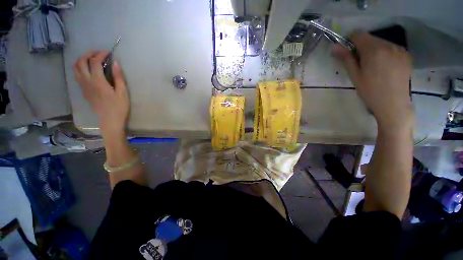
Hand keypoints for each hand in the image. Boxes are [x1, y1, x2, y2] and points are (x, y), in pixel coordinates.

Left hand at [73, 51, 129, 136]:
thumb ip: (118, 77)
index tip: (108, 52)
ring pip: (76, 68)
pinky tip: (89, 70)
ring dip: (82, 60)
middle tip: (98, 53)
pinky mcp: (83, 91)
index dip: (101, 54)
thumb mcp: (122, 93)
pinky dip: (81, 68)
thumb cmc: (119, 107)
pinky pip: (77, 75)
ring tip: (92, 59)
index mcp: (98, 82)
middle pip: (81, 62)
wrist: (109, 120)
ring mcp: (83, 86)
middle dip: (89, 54)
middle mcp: (87, 82)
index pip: (95, 62)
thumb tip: (115, 63)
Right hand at [333, 32, 413, 130]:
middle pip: (370, 38)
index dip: (350, 40)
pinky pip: (391, 47)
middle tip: (360, 63)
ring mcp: (399, 49)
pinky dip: (384, 53)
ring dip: (374, 50)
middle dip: (362, 47)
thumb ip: (346, 58)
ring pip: (381, 42)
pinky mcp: (406, 54)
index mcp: (374, 50)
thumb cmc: (370, 91)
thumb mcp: (354, 75)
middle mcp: (388, 45)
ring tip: (373, 67)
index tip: (348, 51)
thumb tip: (335, 47)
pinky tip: (384, 66)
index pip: (359, 34)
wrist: (393, 104)